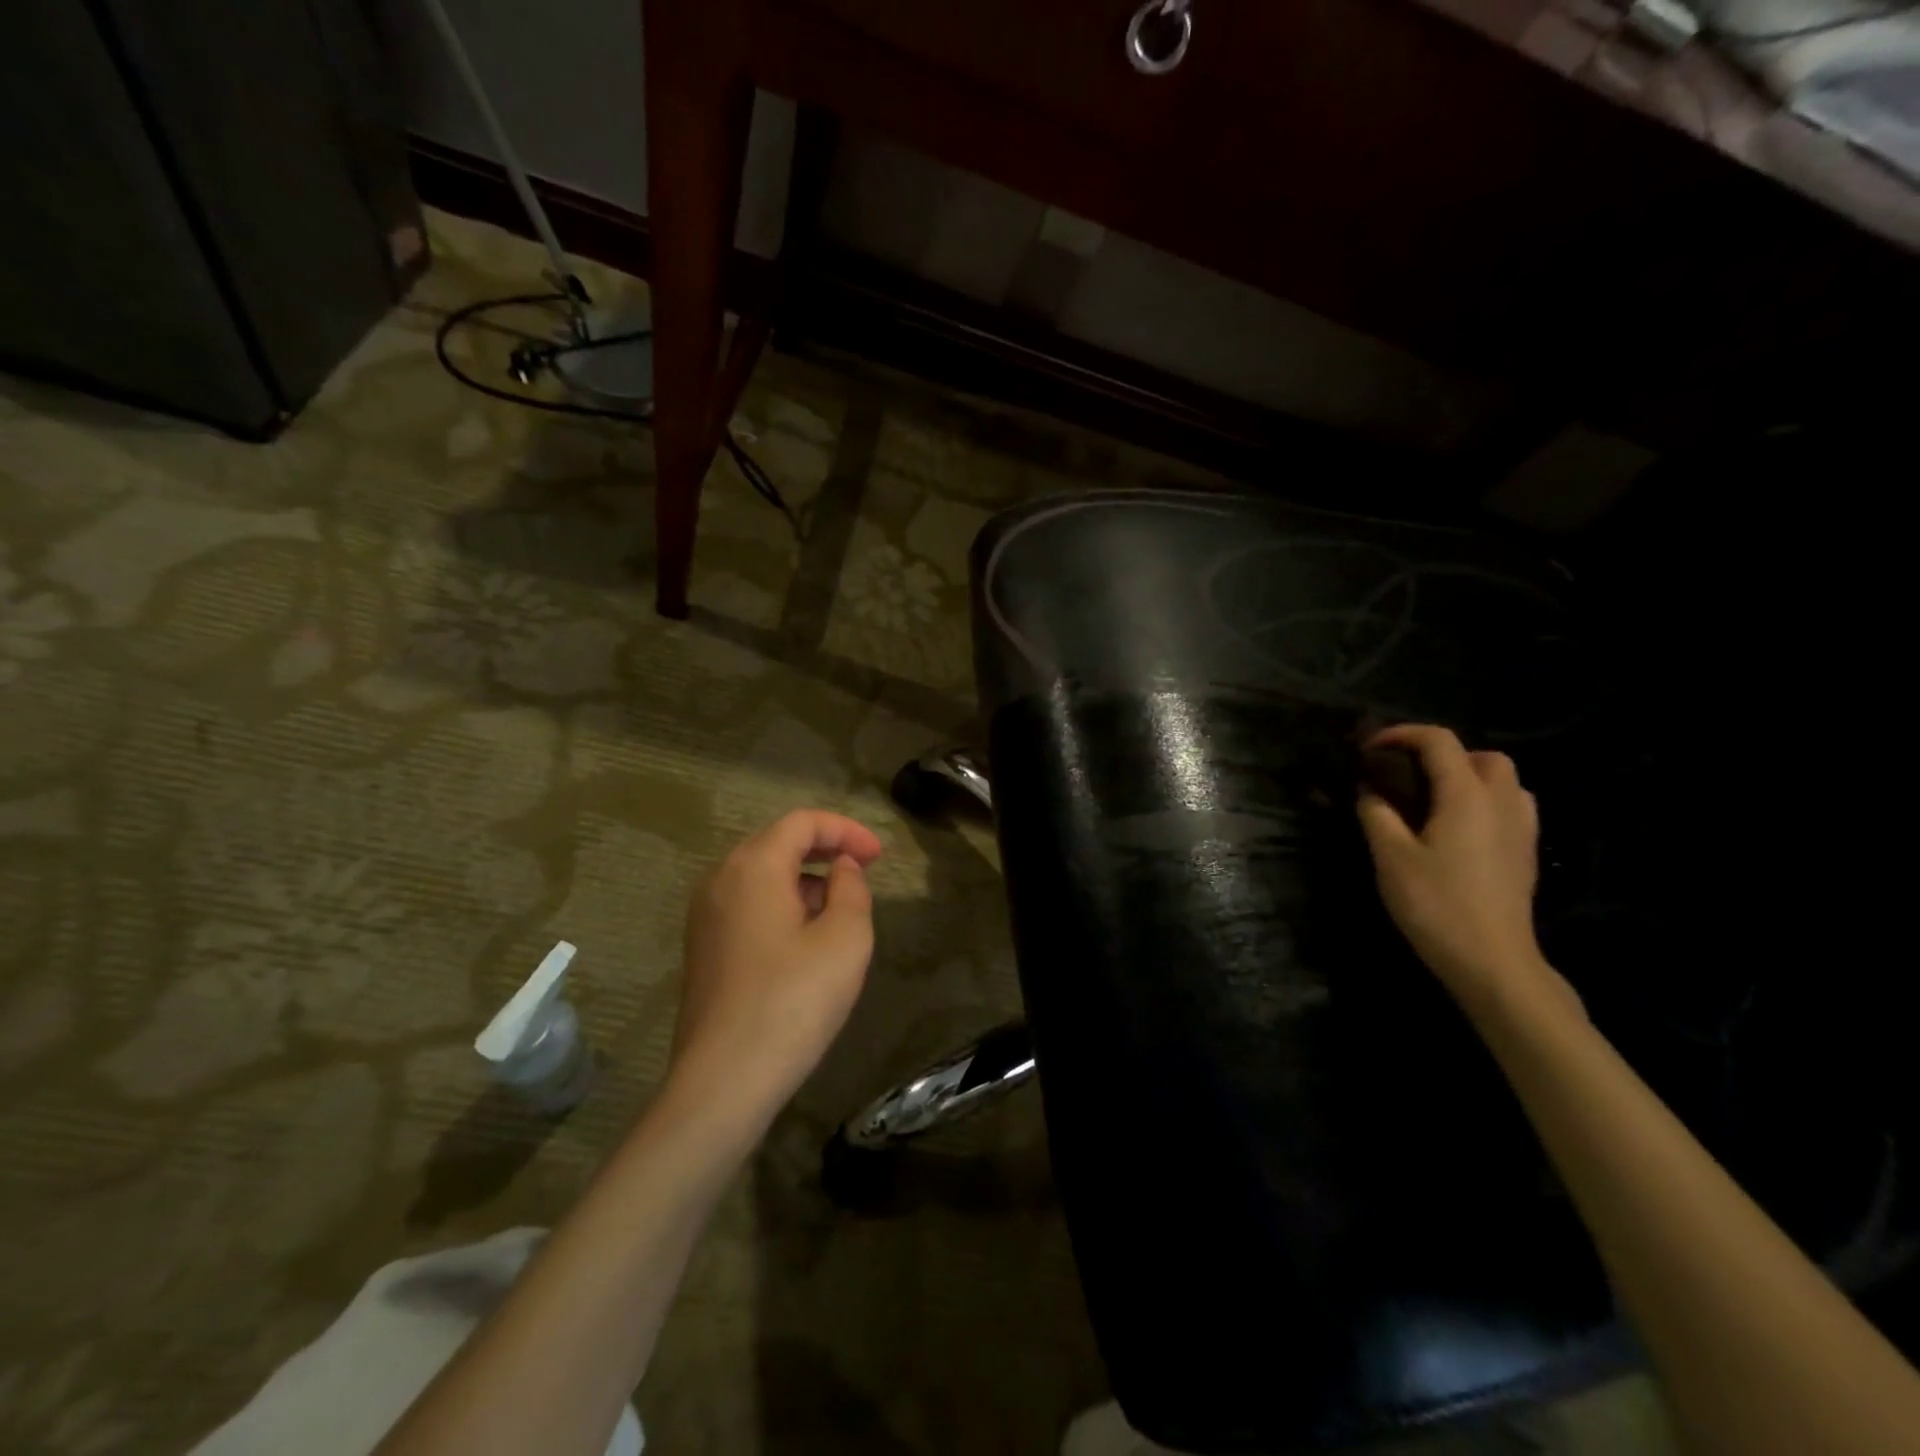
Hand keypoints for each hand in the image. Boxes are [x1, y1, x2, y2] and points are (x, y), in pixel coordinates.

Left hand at [673, 810, 883, 1115]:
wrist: (723, 1081)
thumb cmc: (792, 1002)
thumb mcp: (845, 939)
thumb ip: (851, 889)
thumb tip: (840, 869)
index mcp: (753, 866)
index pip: (802, 822)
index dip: (846, 830)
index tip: (879, 856)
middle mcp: (720, 879)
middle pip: (777, 842)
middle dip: (825, 850)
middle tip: (863, 872)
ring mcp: (705, 914)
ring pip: (761, 874)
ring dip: (804, 879)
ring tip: (839, 910)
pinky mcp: (703, 946)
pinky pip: (747, 904)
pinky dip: (781, 903)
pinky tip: (804, 940)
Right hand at [1356, 725, 1562, 1009]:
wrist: (1493, 961)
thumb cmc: (1437, 904)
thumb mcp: (1391, 857)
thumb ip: (1377, 814)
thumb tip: (1369, 790)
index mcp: (1467, 796)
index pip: (1438, 741)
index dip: (1401, 735)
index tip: (1369, 750)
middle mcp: (1502, 802)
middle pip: (1482, 755)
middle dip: (1443, 754)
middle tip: (1407, 776)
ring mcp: (1521, 828)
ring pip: (1504, 780)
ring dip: (1468, 776)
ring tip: (1433, 799)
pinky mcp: (1525, 853)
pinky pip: (1511, 807)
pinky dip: (1485, 802)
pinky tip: (1459, 828)